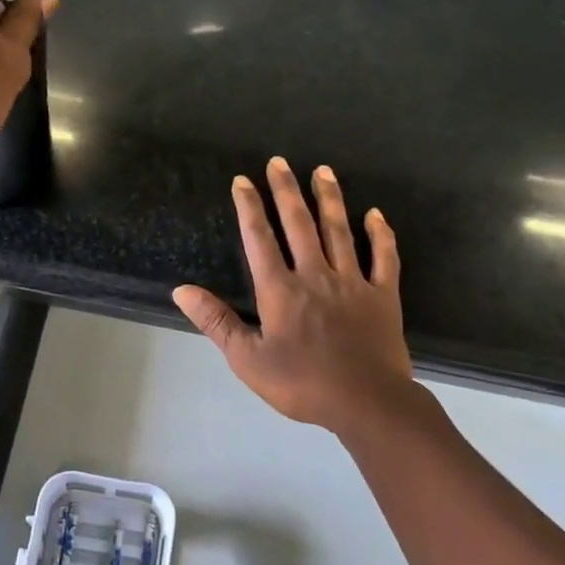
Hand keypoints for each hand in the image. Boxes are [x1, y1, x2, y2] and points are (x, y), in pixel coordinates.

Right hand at [174, 158, 413, 435]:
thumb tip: (182, 290)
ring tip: (323, 171)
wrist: (367, 403)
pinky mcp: (383, 295)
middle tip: (279, 161)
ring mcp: (352, 282)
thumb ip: (216, 321)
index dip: (249, 208)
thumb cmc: (302, 383)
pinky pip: (383, 257)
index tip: (243, 181)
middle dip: (286, 191)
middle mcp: (315, 275)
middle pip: (299, 224)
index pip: (260, 239)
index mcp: (280, 290)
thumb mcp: (247, 359)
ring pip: (339, 231)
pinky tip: (375, 214)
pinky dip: (380, 234)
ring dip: (329, 199)